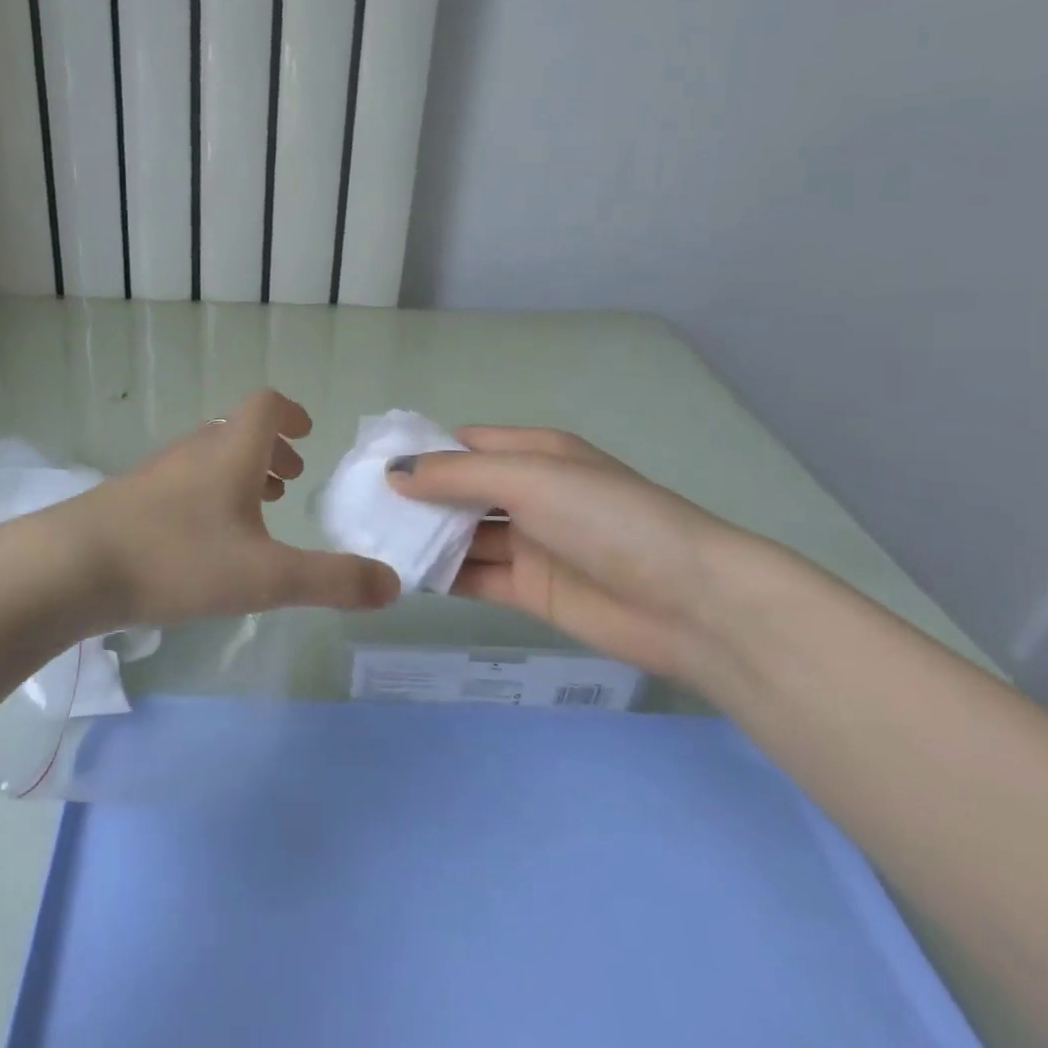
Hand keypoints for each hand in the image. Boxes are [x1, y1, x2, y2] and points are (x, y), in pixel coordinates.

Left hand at [56, 389, 400, 629]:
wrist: (74, 566)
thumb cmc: (179, 558)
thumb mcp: (267, 577)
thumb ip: (333, 581)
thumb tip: (394, 584)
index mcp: (231, 450)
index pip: (266, 405)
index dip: (291, 413)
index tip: (308, 433)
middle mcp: (195, 450)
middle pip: (237, 431)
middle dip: (270, 450)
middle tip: (290, 479)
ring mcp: (159, 472)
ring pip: (208, 457)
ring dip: (238, 473)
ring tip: (255, 511)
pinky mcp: (131, 498)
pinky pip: (183, 482)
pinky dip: (208, 495)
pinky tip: (205, 540)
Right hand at [386, 427, 758, 681]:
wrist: (688, 603)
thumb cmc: (606, 518)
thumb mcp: (529, 478)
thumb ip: (457, 474)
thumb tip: (394, 473)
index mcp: (534, 453)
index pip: (464, 444)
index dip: (420, 451)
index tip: (370, 465)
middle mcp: (529, 493)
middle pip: (458, 490)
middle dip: (415, 497)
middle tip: (358, 508)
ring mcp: (528, 543)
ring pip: (462, 534)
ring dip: (424, 537)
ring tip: (370, 542)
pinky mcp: (529, 588)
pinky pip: (474, 575)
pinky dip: (442, 575)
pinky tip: (403, 576)